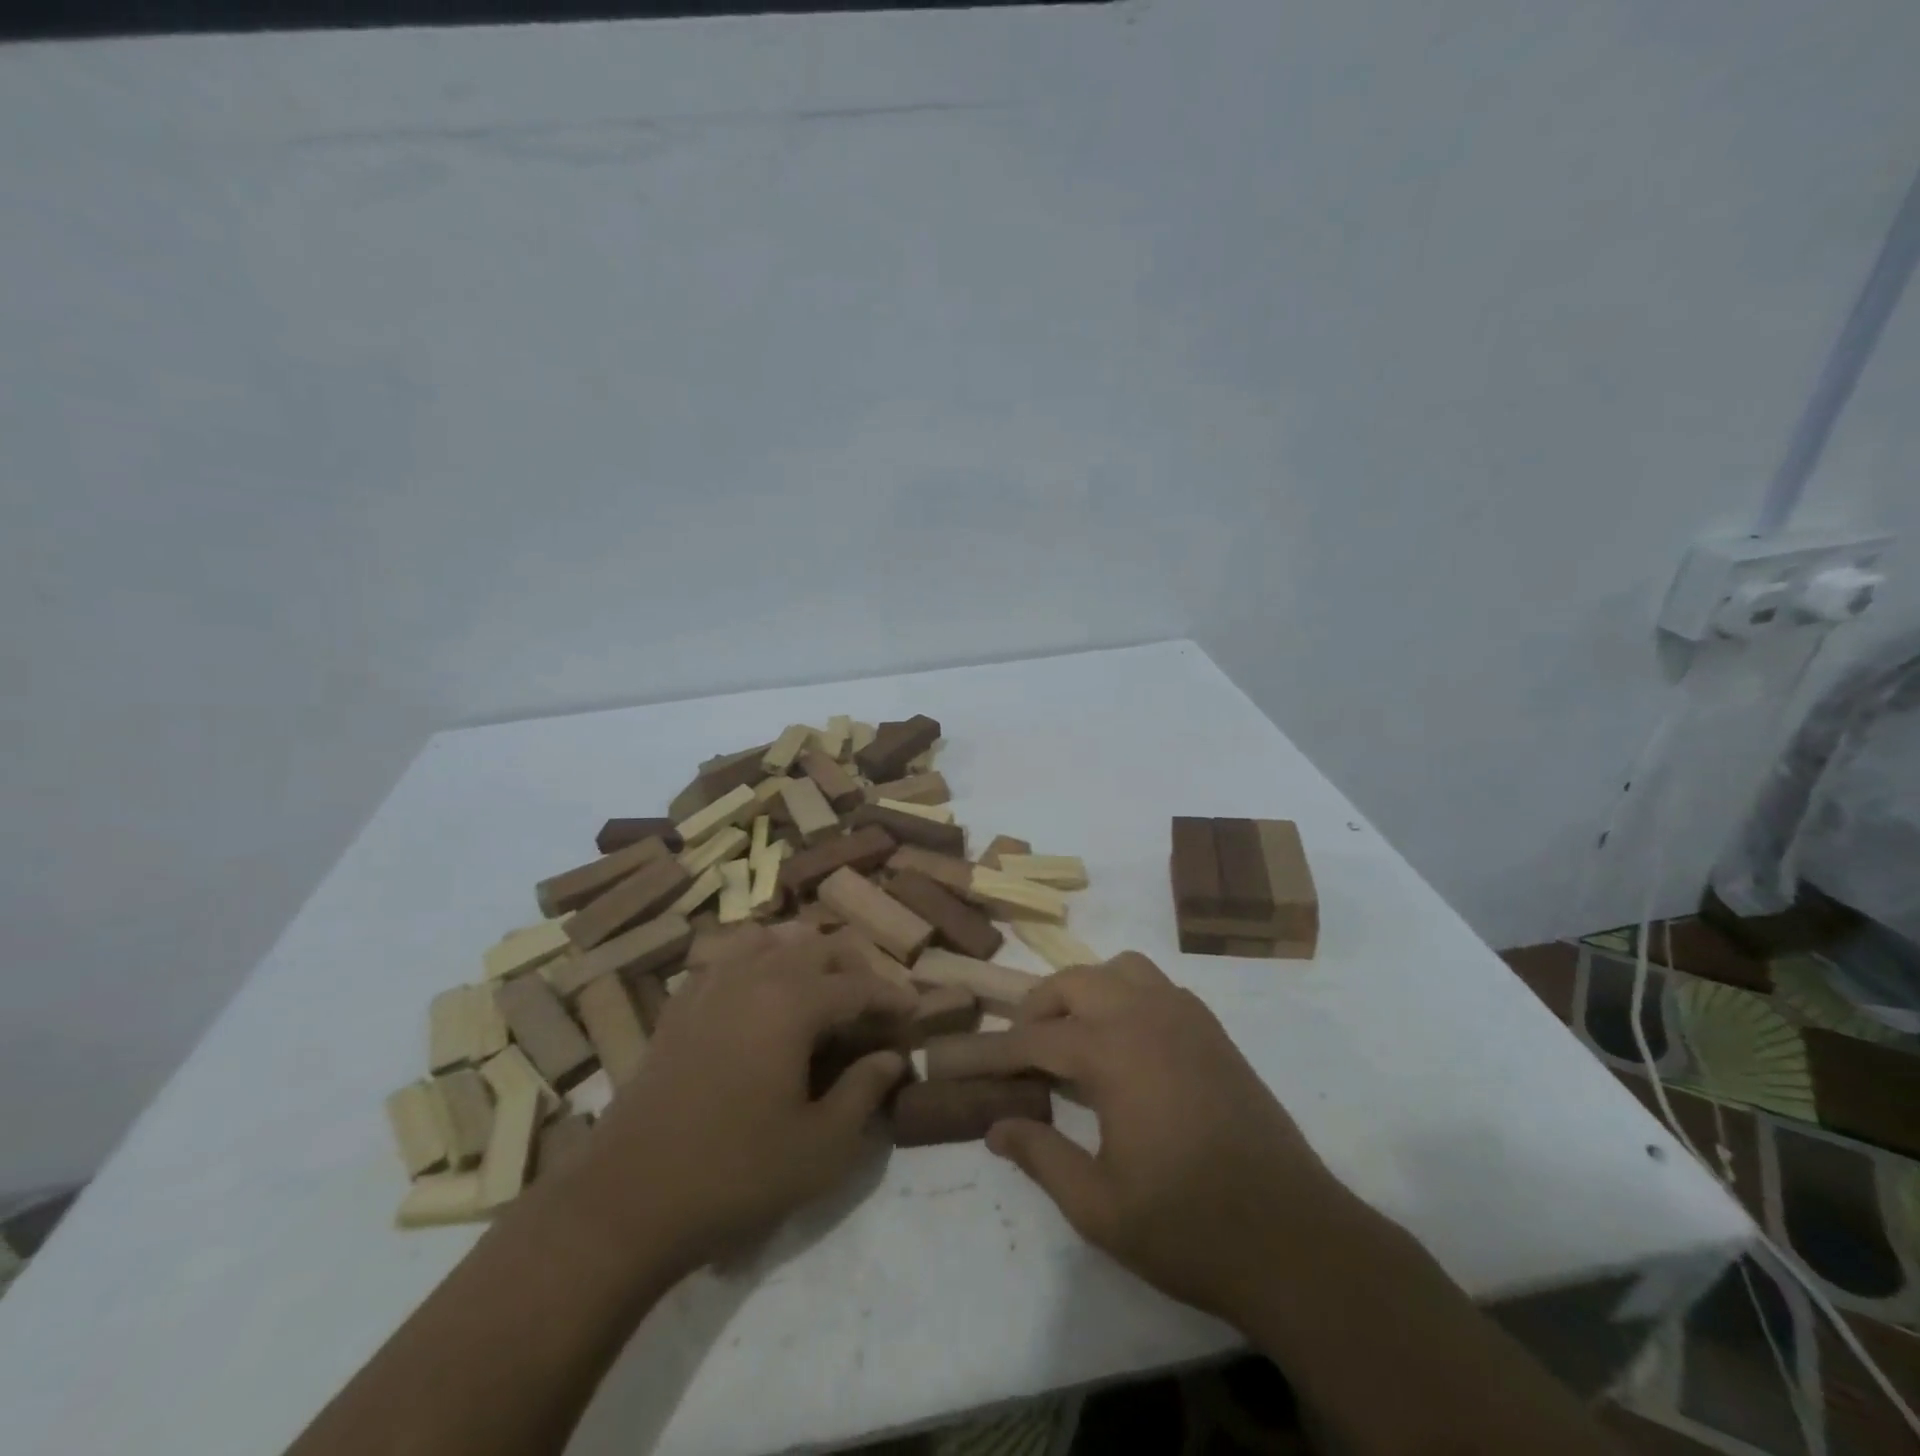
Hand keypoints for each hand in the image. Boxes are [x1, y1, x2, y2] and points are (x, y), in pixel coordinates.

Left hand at [568, 925, 915, 1277]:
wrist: (625, 1202)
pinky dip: (758, 962)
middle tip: (872, 1007)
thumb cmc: (735, 1174)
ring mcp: (710, 985)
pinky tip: (761, 994)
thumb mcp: (820, 1147)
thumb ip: (864, 1092)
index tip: (914, 1013)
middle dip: (854, 969)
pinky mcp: (680, 1005)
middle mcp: (754, 976)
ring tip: (820, 990)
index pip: (858, 984)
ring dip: (804, 955)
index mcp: (793, 1002)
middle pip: (818, 947)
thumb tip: (892, 1058)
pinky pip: (728, 958)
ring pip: (770, 940)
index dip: (893, 997)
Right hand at [983, 953, 1344, 1325]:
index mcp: (1113, 1052)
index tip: (968, 1060)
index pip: (1036, 1038)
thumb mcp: (1098, 1206)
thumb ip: (1041, 1156)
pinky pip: (1158, 986)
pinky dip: (1128, 995)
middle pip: (1075, 982)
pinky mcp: (1213, 1031)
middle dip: (1040, 1006)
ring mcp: (1186, 1017)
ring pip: (1121, 969)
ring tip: (1076, 1035)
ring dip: (1088, 990)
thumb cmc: (1187, 1226)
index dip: (998, 1051)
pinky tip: (1128, 1043)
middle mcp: (1146, 1015)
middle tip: (1023, 1049)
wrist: (1293, 1238)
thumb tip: (995, 1126)